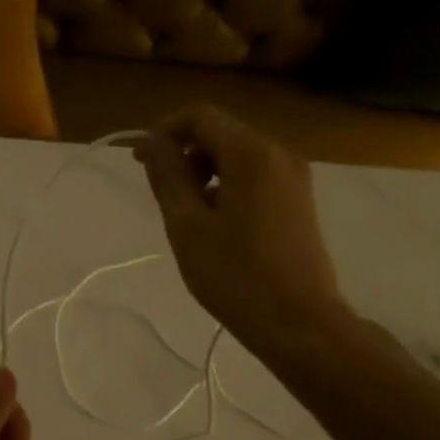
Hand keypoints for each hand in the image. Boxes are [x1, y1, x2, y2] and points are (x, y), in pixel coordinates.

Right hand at [134, 104, 352, 349]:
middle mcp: (279, 154)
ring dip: (205, 173)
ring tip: (187, 216)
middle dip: (186, 154)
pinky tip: (216, 226)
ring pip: (238, 156)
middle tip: (163, 196)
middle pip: (222, 133)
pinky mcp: (298, 201)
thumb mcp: (187, 225)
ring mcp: (294, 178)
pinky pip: (255, 177)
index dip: (165, 131)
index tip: (140, 163)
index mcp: (252, 154)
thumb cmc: (235, 275)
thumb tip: (150, 142)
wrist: (298, 322)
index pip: (201, 117)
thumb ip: (167, 176)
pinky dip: (227, 187)